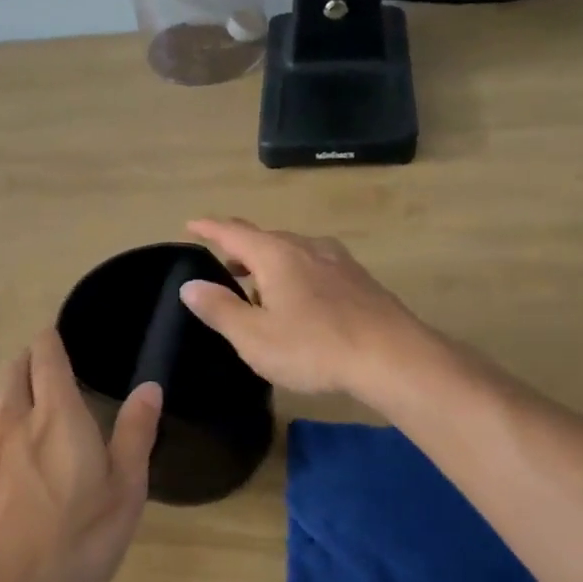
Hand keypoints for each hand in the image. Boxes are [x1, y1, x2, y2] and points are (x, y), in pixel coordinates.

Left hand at [0, 330, 161, 581]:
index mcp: (57, 415)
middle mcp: (12, 418)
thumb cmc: (75, 542)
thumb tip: (149, 387)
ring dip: (8, 394)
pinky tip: (2, 461)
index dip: (51, 339)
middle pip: (13, 369)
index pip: (45, 354)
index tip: (59, 338)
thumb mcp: (124, 493)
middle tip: (49, 374)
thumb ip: (135, 434)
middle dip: (30, 362)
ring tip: (26, 412)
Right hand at [178, 218, 426, 399]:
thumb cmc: (314, 347)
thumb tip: (190, 285)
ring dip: (269, 264)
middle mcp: (307, 247)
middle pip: (265, 239)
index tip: (191, 224)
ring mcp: (338, 261)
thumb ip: (220, 309)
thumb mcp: (255, 337)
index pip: (233, 232)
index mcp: (276, 255)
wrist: (393, 357)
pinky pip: (315, 267)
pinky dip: (295, 275)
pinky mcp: (359, 280)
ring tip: (258, 288)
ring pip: (293, 253)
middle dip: (240, 249)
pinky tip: (300, 301)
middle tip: (223, 266)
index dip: (209, 228)